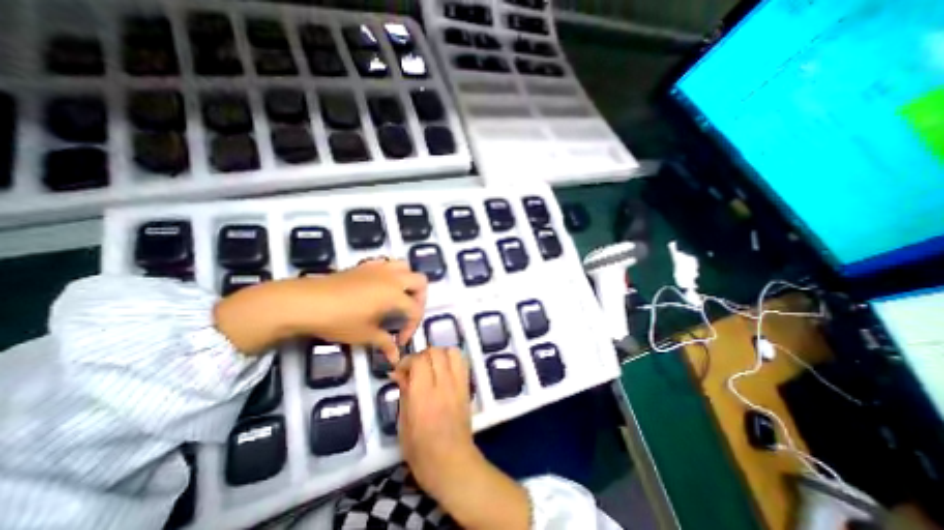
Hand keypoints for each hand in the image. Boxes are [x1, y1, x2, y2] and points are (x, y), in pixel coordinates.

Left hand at [214, 259, 428, 356]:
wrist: (306, 302)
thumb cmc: (338, 320)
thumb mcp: (364, 335)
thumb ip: (384, 343)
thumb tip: (396, 357)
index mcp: (395, 295)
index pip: (415, 310)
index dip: (412, 327)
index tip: (400, 341)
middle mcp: (393, 278)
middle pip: (420, 282)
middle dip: (420, 299)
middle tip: (408, 314)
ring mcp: (379, 268)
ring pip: (405, 266)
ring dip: (408, 280)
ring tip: (400, 296)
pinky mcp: (366, 265)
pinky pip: (387, 263)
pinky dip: (391, 272)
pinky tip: (382, 285)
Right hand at [395, 348, 476, 491]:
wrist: (453, 464)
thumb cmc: (421, 452)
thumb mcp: (404, 424)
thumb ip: (403, 392)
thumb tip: (397, 372)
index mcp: (424, 396)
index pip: (419, 361)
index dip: (408, 360)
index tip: (401, 370)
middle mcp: (443, 385)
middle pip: (435, 352)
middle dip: (422, 355)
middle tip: (415, 368)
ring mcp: (458, 384)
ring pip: (451, 352)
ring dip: (439, 354)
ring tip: (431, 366)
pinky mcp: (467, 387)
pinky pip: (462, 362)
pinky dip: (452, 359)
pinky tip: (444, 370)